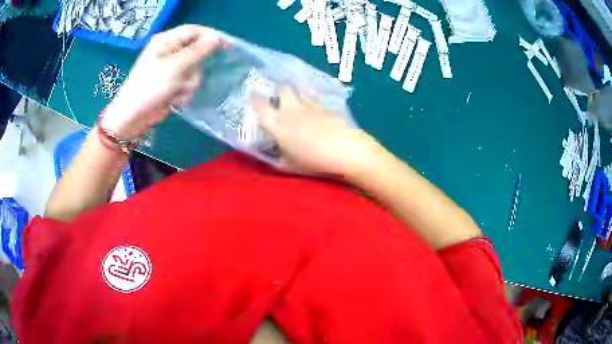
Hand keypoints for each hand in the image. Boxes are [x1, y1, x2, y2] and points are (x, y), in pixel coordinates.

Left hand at [101, 25, 220, 137]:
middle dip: (194, 69)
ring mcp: (172, 69)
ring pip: (195, 71)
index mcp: (166, 41)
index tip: (227, 45)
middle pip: (197, 53)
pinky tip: (173, 99)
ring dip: (188, 84)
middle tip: (185, 78)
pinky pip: (189, 84)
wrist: (133, 117)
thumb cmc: (149, 87)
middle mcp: (170, 52)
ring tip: (175, 92)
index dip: (210, 36)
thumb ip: (197, 51)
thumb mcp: (174, 66)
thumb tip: (216, 38)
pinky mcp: (173, 83)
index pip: (194, 31)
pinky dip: (184, 93)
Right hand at [251, 87, 379, 176]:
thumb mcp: (289, 165)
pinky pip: (316, 97)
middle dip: (280, 91)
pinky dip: (313, 100)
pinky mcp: (327, 106)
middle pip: (283, 89)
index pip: (259, 105)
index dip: (253, 99)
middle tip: (281, 99)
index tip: (251, 97)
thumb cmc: (313, 161)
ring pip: (300, 89)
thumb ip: (278, 156)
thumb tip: (276, 152)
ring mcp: (311, 105)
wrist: (345, 151)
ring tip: (298, 99)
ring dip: (297, 91)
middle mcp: (291, 109)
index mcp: (277, 123)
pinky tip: (317, 109)